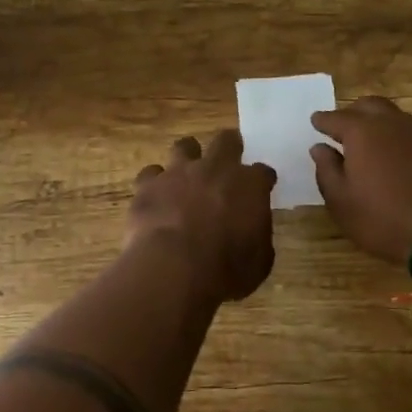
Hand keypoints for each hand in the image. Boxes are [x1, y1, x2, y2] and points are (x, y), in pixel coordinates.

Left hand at [127, 130, 275, 303]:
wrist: (174, 268)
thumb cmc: (226, 270)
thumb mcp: (259, 261)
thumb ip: (257, 236)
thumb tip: (252, 232)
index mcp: (250, 185)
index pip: (262, 172)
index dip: (262, 180)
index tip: (262, 187)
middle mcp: (216, 169)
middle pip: (226, 141)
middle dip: (229, 147)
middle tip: (227, 160)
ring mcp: (179, 172)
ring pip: (184, 146)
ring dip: (188, 156)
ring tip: (186, 172)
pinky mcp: (148, 184)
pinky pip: (151, 174)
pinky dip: (154, 183)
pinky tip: (154, 196)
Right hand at [310, 96, 411, 268]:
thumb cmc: (385, 220)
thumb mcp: (342, 203)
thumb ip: (327, 170)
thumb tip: (320, 148)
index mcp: (363, 133)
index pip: (336, 118)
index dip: (323, 120)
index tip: (316, 121)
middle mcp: (394, 124)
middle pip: (370, 106)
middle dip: (354, 113)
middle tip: (346, 127)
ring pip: (398, 118)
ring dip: (383, 125)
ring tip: (376, 144)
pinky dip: (406, 141)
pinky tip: (406, 160)